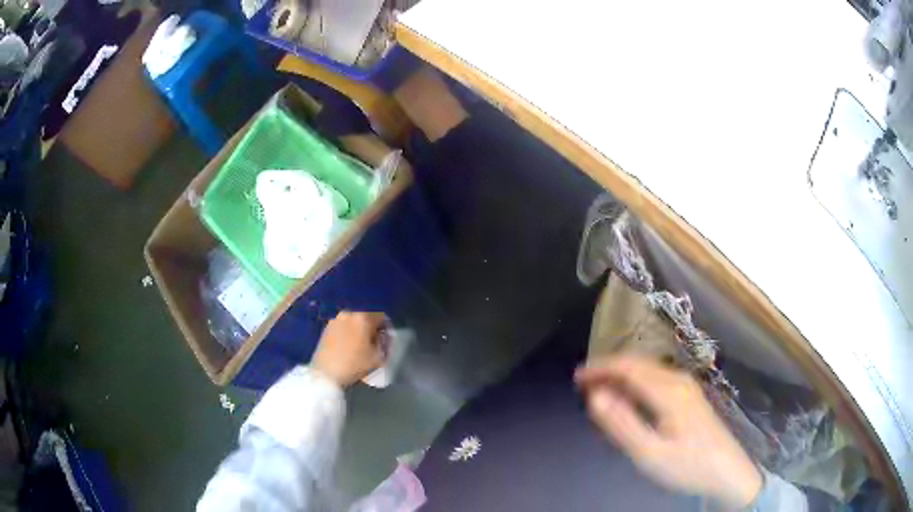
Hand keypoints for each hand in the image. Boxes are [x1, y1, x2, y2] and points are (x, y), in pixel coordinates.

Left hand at [312, 311, 387, 387]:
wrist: (326, 373)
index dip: (387, 329)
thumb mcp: (378, 358)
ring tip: (360, 346)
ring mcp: (336, 319)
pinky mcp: (326, 327)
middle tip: (374, 343)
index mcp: (363, 318)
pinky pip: (343, 326)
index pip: (382, 316)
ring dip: (359, 330)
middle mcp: (349, 313)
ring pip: (354, 321)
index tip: (386, 341)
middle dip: (372, 328)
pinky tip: (348, 346)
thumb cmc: (354, 365)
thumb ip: (385, 345)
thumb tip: (384, 339)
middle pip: (367, 317)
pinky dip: (348, 333)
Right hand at [575, 355, 762, 509]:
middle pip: (638, 364)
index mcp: (668, 391)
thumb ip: (622, 424)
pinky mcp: (690, 396)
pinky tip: (629, 399)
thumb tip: (595, 396)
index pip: (628, 368)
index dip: (600, 368)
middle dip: (608, 370)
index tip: (576, 377)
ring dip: (621, 376)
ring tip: (600, 391)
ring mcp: (686, 387)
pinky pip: (657, 380)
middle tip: (583, 385)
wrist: (727, 471)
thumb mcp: (650, 453)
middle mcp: (678, 381)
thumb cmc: (687, 465)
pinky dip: (636, 384)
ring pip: (648, 371)